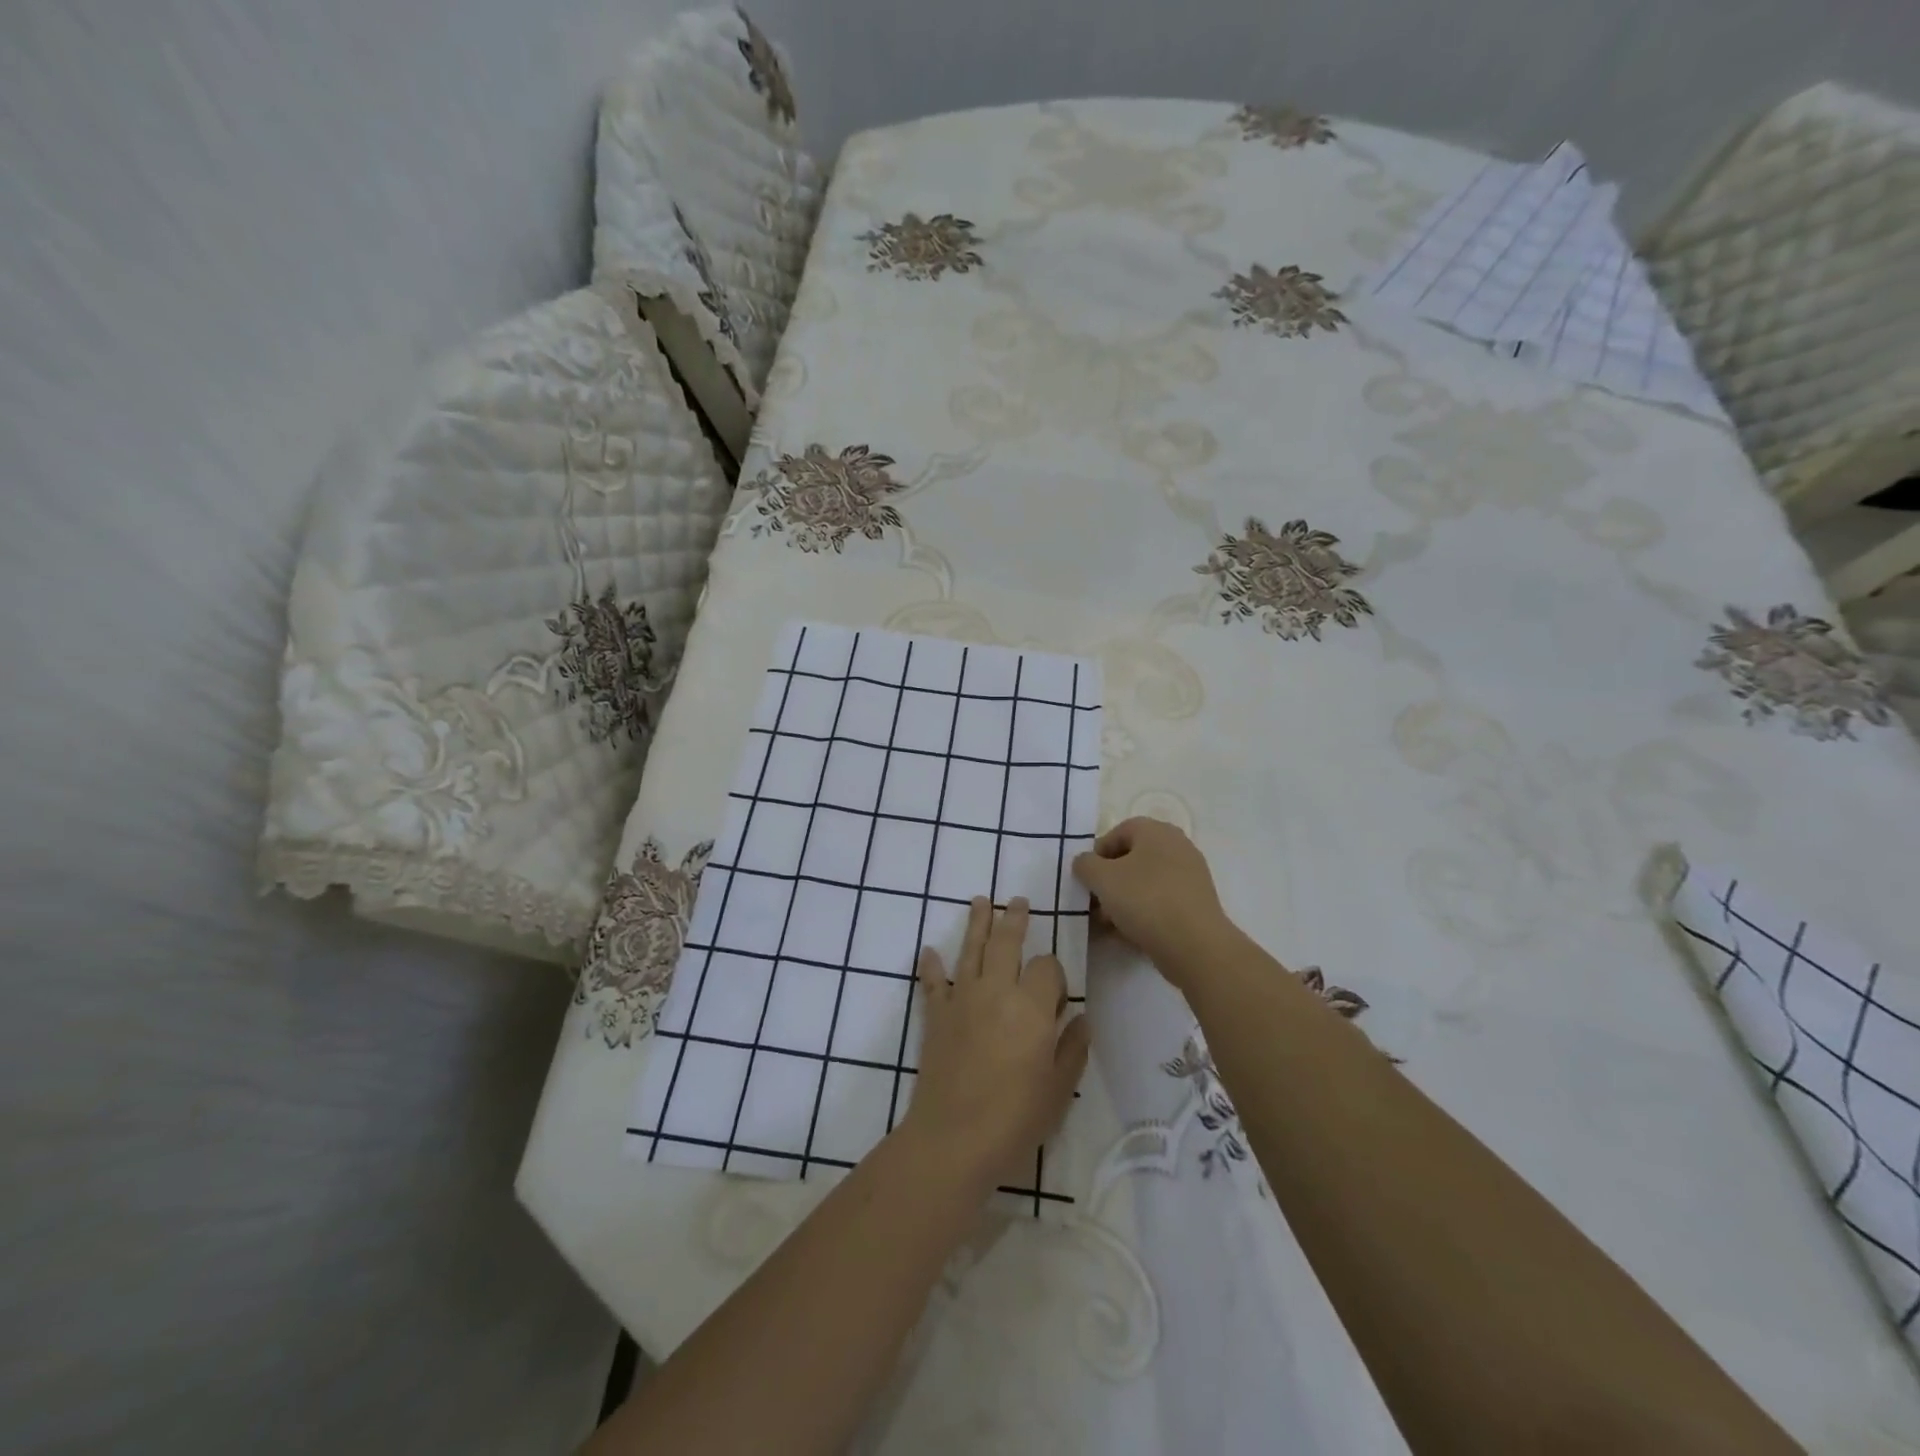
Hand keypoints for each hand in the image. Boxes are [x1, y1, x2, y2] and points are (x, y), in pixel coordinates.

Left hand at [904, 897, 1090, 1190]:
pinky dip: (930, 966)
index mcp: (1031, 1006)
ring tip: (981, 901)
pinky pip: (932, 983)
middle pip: (1006, 942)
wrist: (953, 1138)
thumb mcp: (1059, 1088)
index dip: (1054, 975)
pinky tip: (928, 950)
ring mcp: (961, 999)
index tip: (1056, 999)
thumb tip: (1081, 1019)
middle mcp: (996, 990)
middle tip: (1018, 902)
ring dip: (977, 923)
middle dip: (1015, 920)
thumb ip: (1073, 1048)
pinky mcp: (936, 1016)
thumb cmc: (1015, 1117)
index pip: (1046, 966)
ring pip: (970, 950)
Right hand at [1071, 817, 1232, 987]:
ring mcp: (1190, 876)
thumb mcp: (1102, 878)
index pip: (1119, 831)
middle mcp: (1177, 846)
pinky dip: (1143, 912)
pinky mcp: (1196, 903)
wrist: (1194, 945)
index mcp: (1157, 831)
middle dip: (1109, 880)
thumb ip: (1085, 864)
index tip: (1087, 878)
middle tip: (1095, 902)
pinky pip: (1161, 901)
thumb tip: (1085, 862)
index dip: (1098, 853)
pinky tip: (1128, 933)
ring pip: (1146, 882)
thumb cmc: (1145, 900)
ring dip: (1123, 899)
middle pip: (1132, 858)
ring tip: (1108, 923)